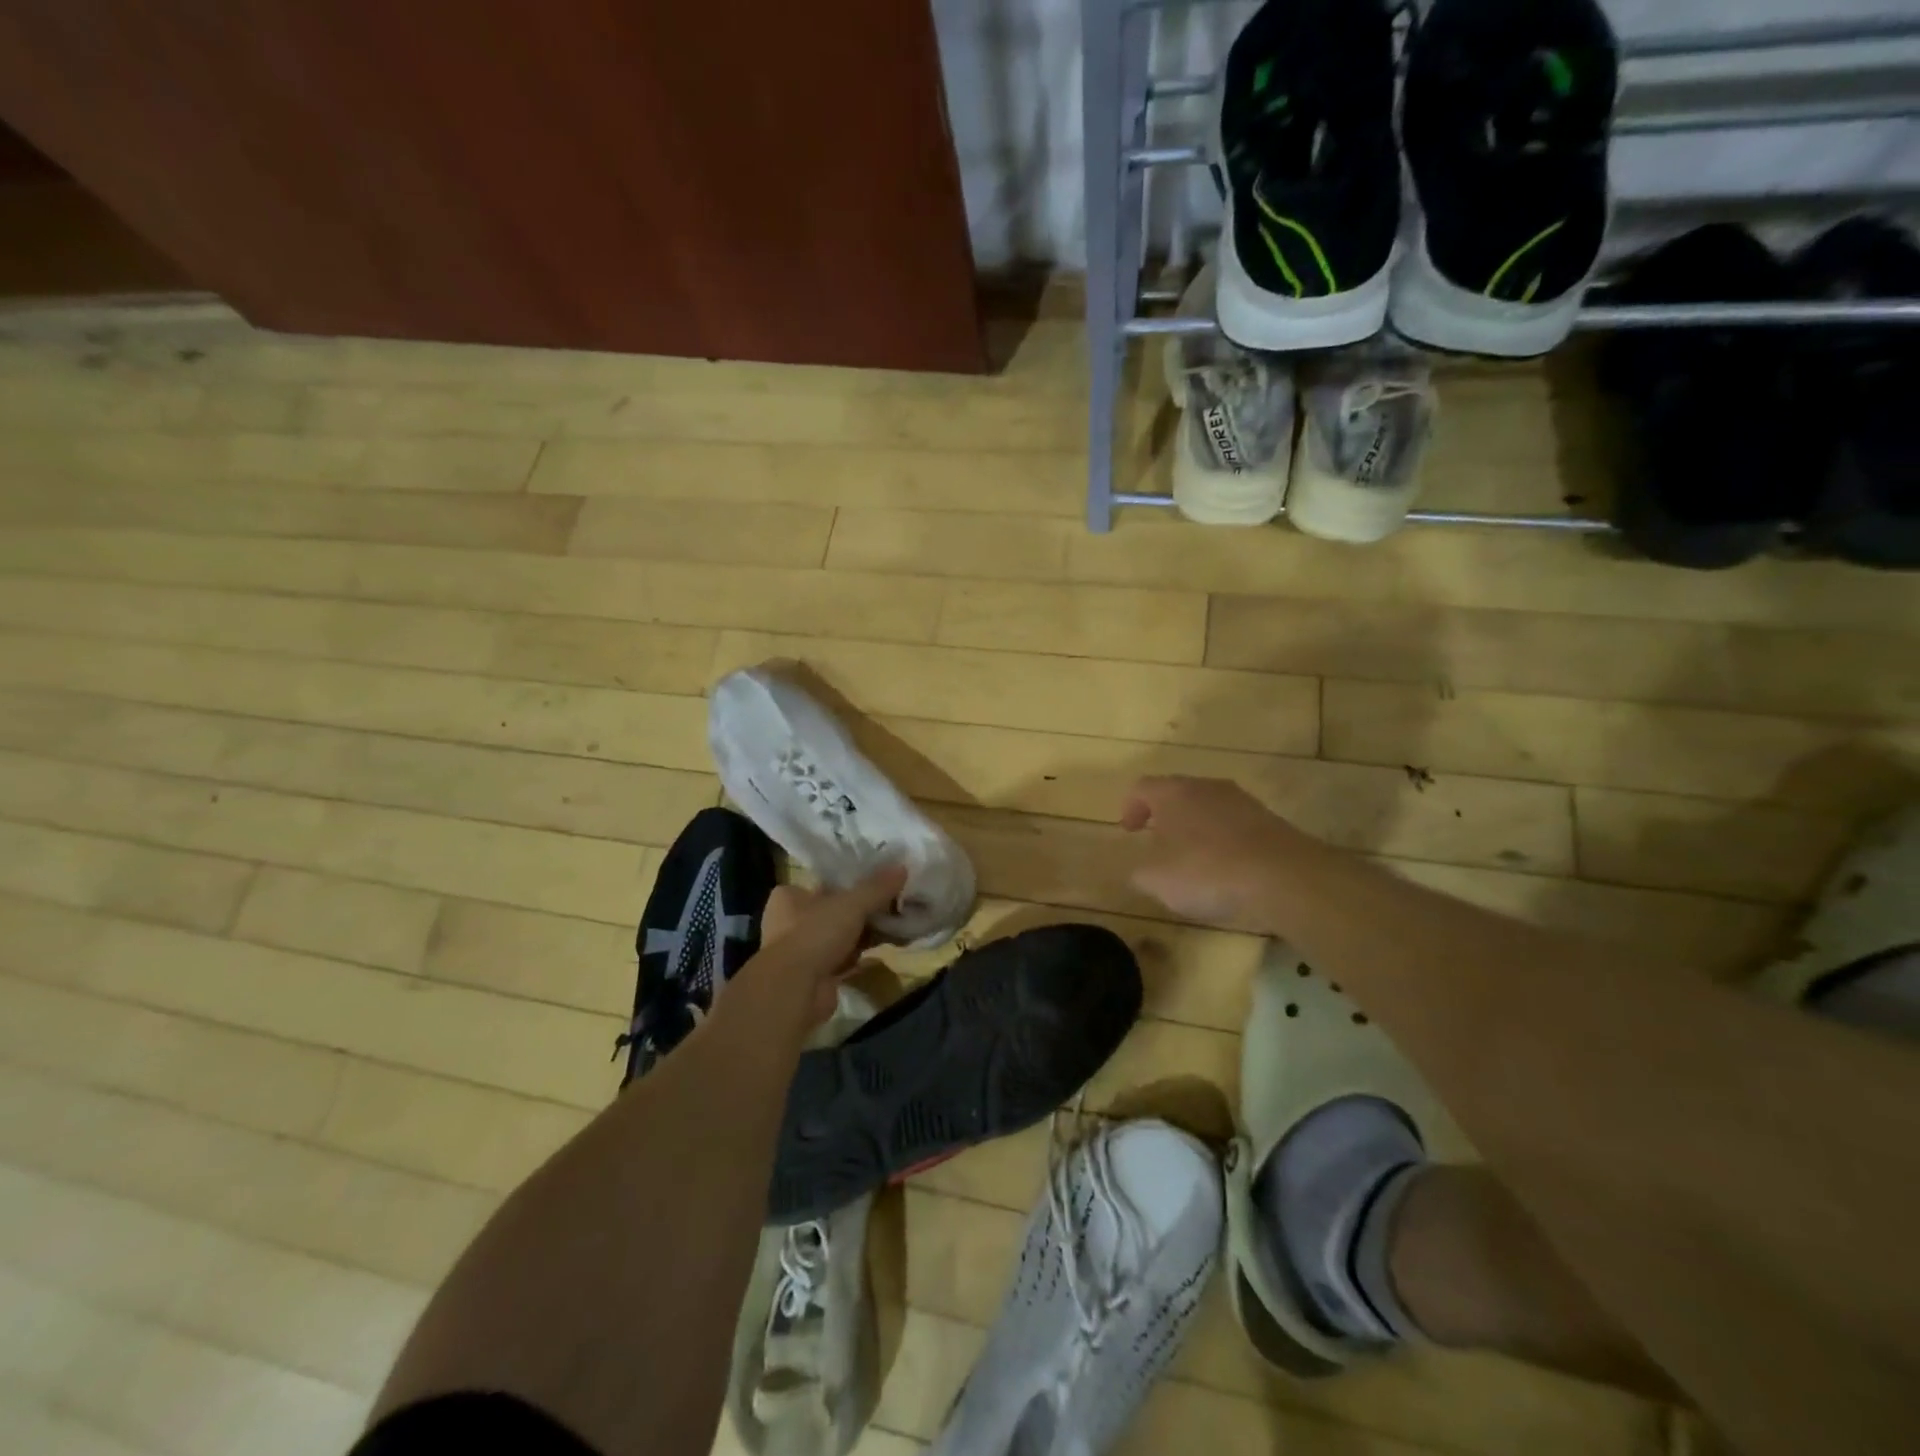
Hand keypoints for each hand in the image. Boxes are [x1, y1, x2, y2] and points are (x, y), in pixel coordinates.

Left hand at [754, 866, 908, 1022]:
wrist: (796, 991)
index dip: (851, 883)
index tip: (878, 883)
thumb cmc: (815, 934)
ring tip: (897, 925)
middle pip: (835, 911)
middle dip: (863, 911)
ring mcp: (803, 951)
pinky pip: (845, 959)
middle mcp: (790, 922)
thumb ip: (876, 887)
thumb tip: (902, 867)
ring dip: (865, 934)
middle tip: (893, 905)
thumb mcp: (851, 904)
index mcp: (789, 897)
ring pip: (841, 936)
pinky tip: (887, 948)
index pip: (824, 883)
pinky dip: (863, 955)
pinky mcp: (816, 976)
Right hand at [1120, 776, 1302, 930]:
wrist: (1284, 878)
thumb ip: (1140, 872)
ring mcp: (1242, 802)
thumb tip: (1140, 869)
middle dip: (1164, 816)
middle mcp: (1207, 787)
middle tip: (1157, 842)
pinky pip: (1234, 826)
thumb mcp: (1156, 880)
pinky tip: (1225, 870)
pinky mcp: (1269, 821)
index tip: (1129, 831)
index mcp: (1173, 792)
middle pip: (1177, 793)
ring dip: (1195, 828)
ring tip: (1192, 859)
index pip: (1142, 787)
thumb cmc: (1207, 871)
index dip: (1130, 807)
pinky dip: (1223, 842)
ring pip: (1208, 808)